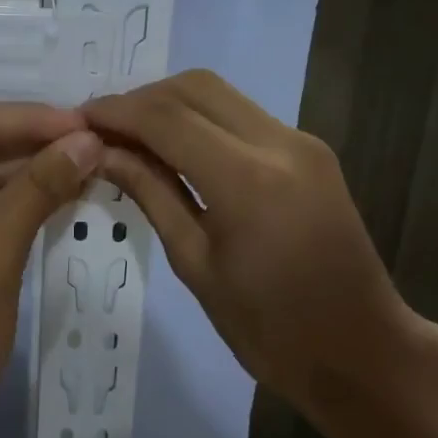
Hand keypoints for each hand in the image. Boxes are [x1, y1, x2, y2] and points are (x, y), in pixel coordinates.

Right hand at [85, 70, 428, 412]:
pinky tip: (173, 147)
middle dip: (140, 99)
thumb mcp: (195, 264)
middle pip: (194, 87)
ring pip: (219, 93)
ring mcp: (300, 142)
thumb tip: (101, 153)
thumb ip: (150, 194)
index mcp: (247, 180)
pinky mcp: (309, 150)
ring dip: (169, 104)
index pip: (166, 118)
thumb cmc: (269, 328)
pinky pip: (241, 114)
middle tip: (101, 130)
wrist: (360, 350)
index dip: (115, 112)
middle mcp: (279, 143)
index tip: (77, 122)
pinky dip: (199, 118)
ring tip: (130, 137)